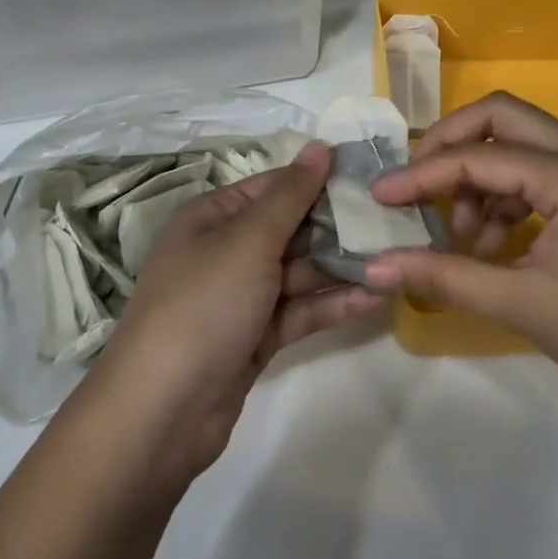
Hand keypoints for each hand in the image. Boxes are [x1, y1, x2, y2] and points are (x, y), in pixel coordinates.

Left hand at [85, 142, 380, 483]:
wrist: (161, 413)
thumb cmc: (203, 305)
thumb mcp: (248, 241)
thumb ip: (291, 196)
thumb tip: (320, 146)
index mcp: (212, 216)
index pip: (274, 187)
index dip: (319, 180)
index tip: (371, 178)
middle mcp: (225, 249)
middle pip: (289, 228)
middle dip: (336, 227)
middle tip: (395, 221)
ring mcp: (240, 296)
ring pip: (298, 271)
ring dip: (341, 267)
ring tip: (395, 257)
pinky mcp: (255, 337)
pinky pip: (298, 310)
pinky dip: (331, 303)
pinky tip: (375, 296)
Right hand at [366, 93, 557, 430]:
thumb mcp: (522, 303)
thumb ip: (444, 276)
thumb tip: (374, 268)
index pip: (479, 158)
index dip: (422, 174)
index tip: (380, 196)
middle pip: (501, 117)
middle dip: (451, 144)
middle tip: (417, 184)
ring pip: (521, 144)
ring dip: (482, 177)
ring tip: (466, 237)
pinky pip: (540, 171)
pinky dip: (508, 196)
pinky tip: (496, 244)